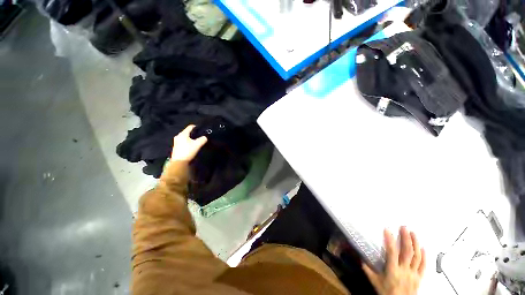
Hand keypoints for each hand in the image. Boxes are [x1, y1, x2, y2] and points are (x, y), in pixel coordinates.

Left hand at [170, 125, 207, 161]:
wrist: (179, 162)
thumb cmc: (188, 151)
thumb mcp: (197, 145)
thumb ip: (202, 139)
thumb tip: (205, 137)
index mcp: (182, 134)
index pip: (190, 127)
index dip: (197, 127)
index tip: (202, 129)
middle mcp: (178, 136)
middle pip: (187, 132)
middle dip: (194, 133)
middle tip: (200, 136)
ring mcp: (176, 141)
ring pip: (185, 137)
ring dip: (191, 138)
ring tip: (197, 141)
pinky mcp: (176, 146)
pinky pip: (183, 141)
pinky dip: (188, 142)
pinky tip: (192, 145)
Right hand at [363, 227, 425, 294]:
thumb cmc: (386, 292)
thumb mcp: (374, 281)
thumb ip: (367, 268)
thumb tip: (359, 256)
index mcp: (393, 270)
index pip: (392, 252)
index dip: (390, 240)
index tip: (387, 230)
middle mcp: (404, 270)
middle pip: (407, 252)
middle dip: (406, 238)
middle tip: (404, 227)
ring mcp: (414, 273)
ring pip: (417, 257)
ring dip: (416, 243)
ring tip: (414, 233)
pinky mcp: (419, 277)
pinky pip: (423, 266)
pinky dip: (424, 256)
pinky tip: (423, 248)